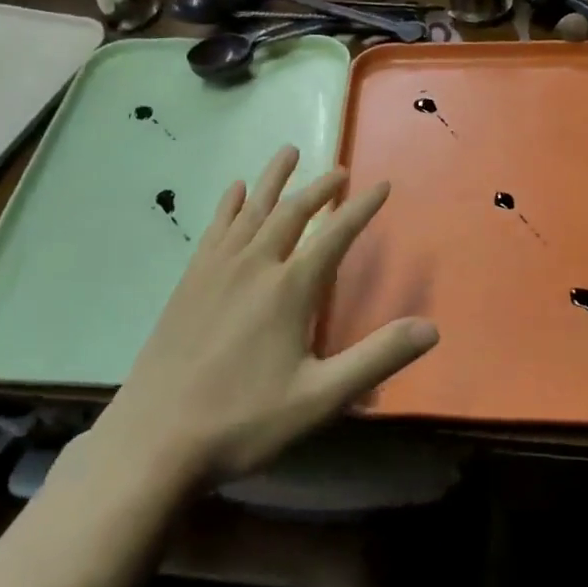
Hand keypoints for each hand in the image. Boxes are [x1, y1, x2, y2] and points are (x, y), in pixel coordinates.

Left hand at [97, 148, 438, 486]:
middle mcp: (254, 264)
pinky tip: (234, 190)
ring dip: (274, 179)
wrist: (157, 435)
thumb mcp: (320, 398)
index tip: (381, 185)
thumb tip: (431, 328)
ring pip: (251, 209)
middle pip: (292, 212)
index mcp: (289, 288)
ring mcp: (216, 269)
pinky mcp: (190, 280)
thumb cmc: (244, 420)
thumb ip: (376, 359)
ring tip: (289, 151)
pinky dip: (229, 203)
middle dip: (320, 188)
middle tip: (340, 170)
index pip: (335, 235)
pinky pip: (215, 227)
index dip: (361, 209)